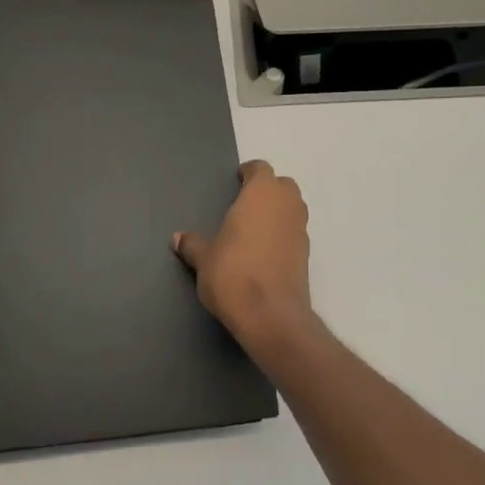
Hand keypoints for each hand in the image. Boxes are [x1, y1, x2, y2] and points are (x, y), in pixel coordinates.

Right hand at [173, 160, 317, 353]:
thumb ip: (193, 244)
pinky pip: (294, 233)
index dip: (249, 173)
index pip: (261, 169)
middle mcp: (287, 205)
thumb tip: (178, 238)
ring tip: (253, 228)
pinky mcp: (307, 255)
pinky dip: (283, 235)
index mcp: (262, 194)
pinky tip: (264, 252)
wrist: (270, 315)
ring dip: (277, 212)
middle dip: (267, 190)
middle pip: (283, 186)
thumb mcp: (204, 259)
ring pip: (293, 209)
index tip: (236, 182)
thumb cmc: (232, 274)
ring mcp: (301, 230)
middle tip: (245, 204)